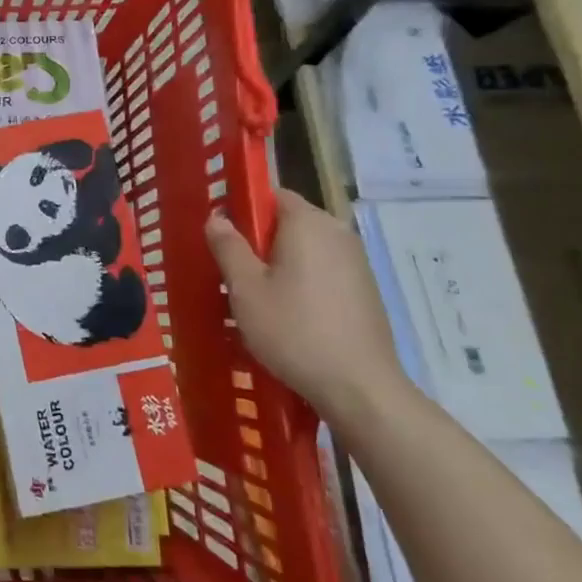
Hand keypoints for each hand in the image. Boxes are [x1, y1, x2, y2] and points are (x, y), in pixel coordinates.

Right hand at [205, 190, 409, 433]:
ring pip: (306, 249)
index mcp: (308, 223)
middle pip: (289, 222)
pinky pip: (323, 271)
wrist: (360, 387)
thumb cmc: (294, 330)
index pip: (272, 194)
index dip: (244, 210)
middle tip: (232, 272)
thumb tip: (216, 217)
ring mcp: (356, 262)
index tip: (223, 238)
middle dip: (259, 241)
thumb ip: (228, 246)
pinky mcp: (365, 290)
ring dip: (280, 265)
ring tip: (256, 298)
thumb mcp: (246, 289)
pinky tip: (289, 316)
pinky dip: (302, 282)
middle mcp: (337, 233)